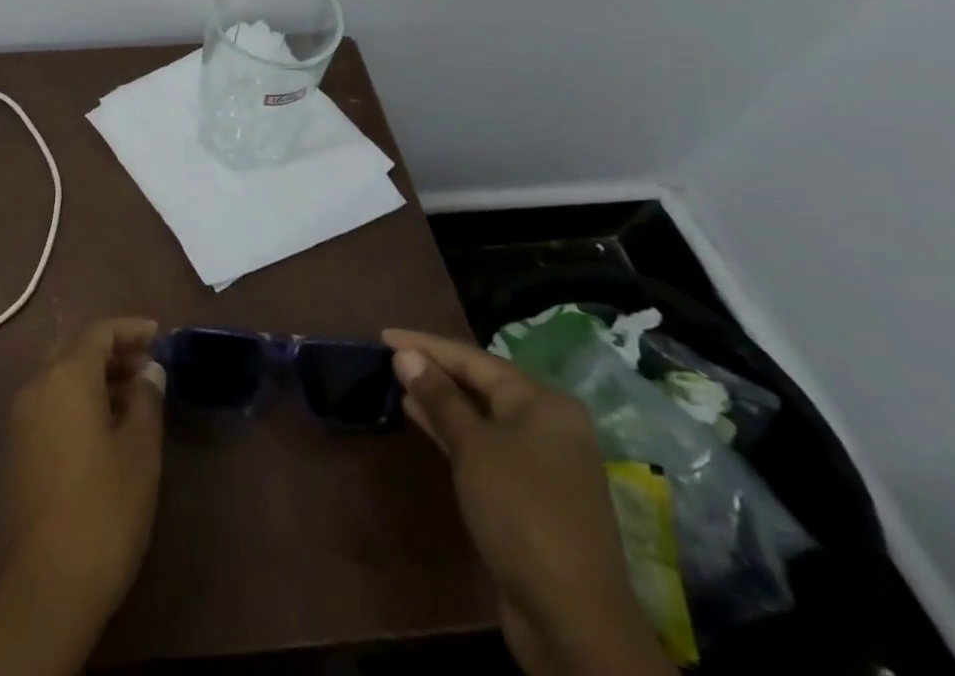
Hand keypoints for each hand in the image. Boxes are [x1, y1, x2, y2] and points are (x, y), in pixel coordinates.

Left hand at [0, 319, 164, 675]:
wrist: (42, 586)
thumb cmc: (102, 509)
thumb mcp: (139, 451)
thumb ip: (147, 400)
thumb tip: (149, 370)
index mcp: (65, 375)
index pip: (100, 332)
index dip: (132, 329)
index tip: (162, 336)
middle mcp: (37, 385)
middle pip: (78, 352)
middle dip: (116, 354)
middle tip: (152, 369)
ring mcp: (22, 419)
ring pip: (64, 379)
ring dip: (99, 380)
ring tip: (137, 401)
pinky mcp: (18, 450)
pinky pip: (53, 406)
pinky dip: (81, 403)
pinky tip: (108, 431)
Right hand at [383, 329, 673, 675]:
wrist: (572, 618)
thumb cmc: (521, 511)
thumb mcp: (474, 446)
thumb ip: (439, 397)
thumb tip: (405, 356)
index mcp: (542, 402)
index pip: (473, 358)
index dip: (425, 345)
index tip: (383, 337)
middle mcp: (548, 424)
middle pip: (481, 384)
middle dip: (434, 370)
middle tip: (389, 359)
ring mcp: (542, 462)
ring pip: (482, 416)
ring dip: (441, 401)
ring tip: (398, 386)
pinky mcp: (531, 495)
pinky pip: (486, 446)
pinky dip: (454, 432)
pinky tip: (424, 424)